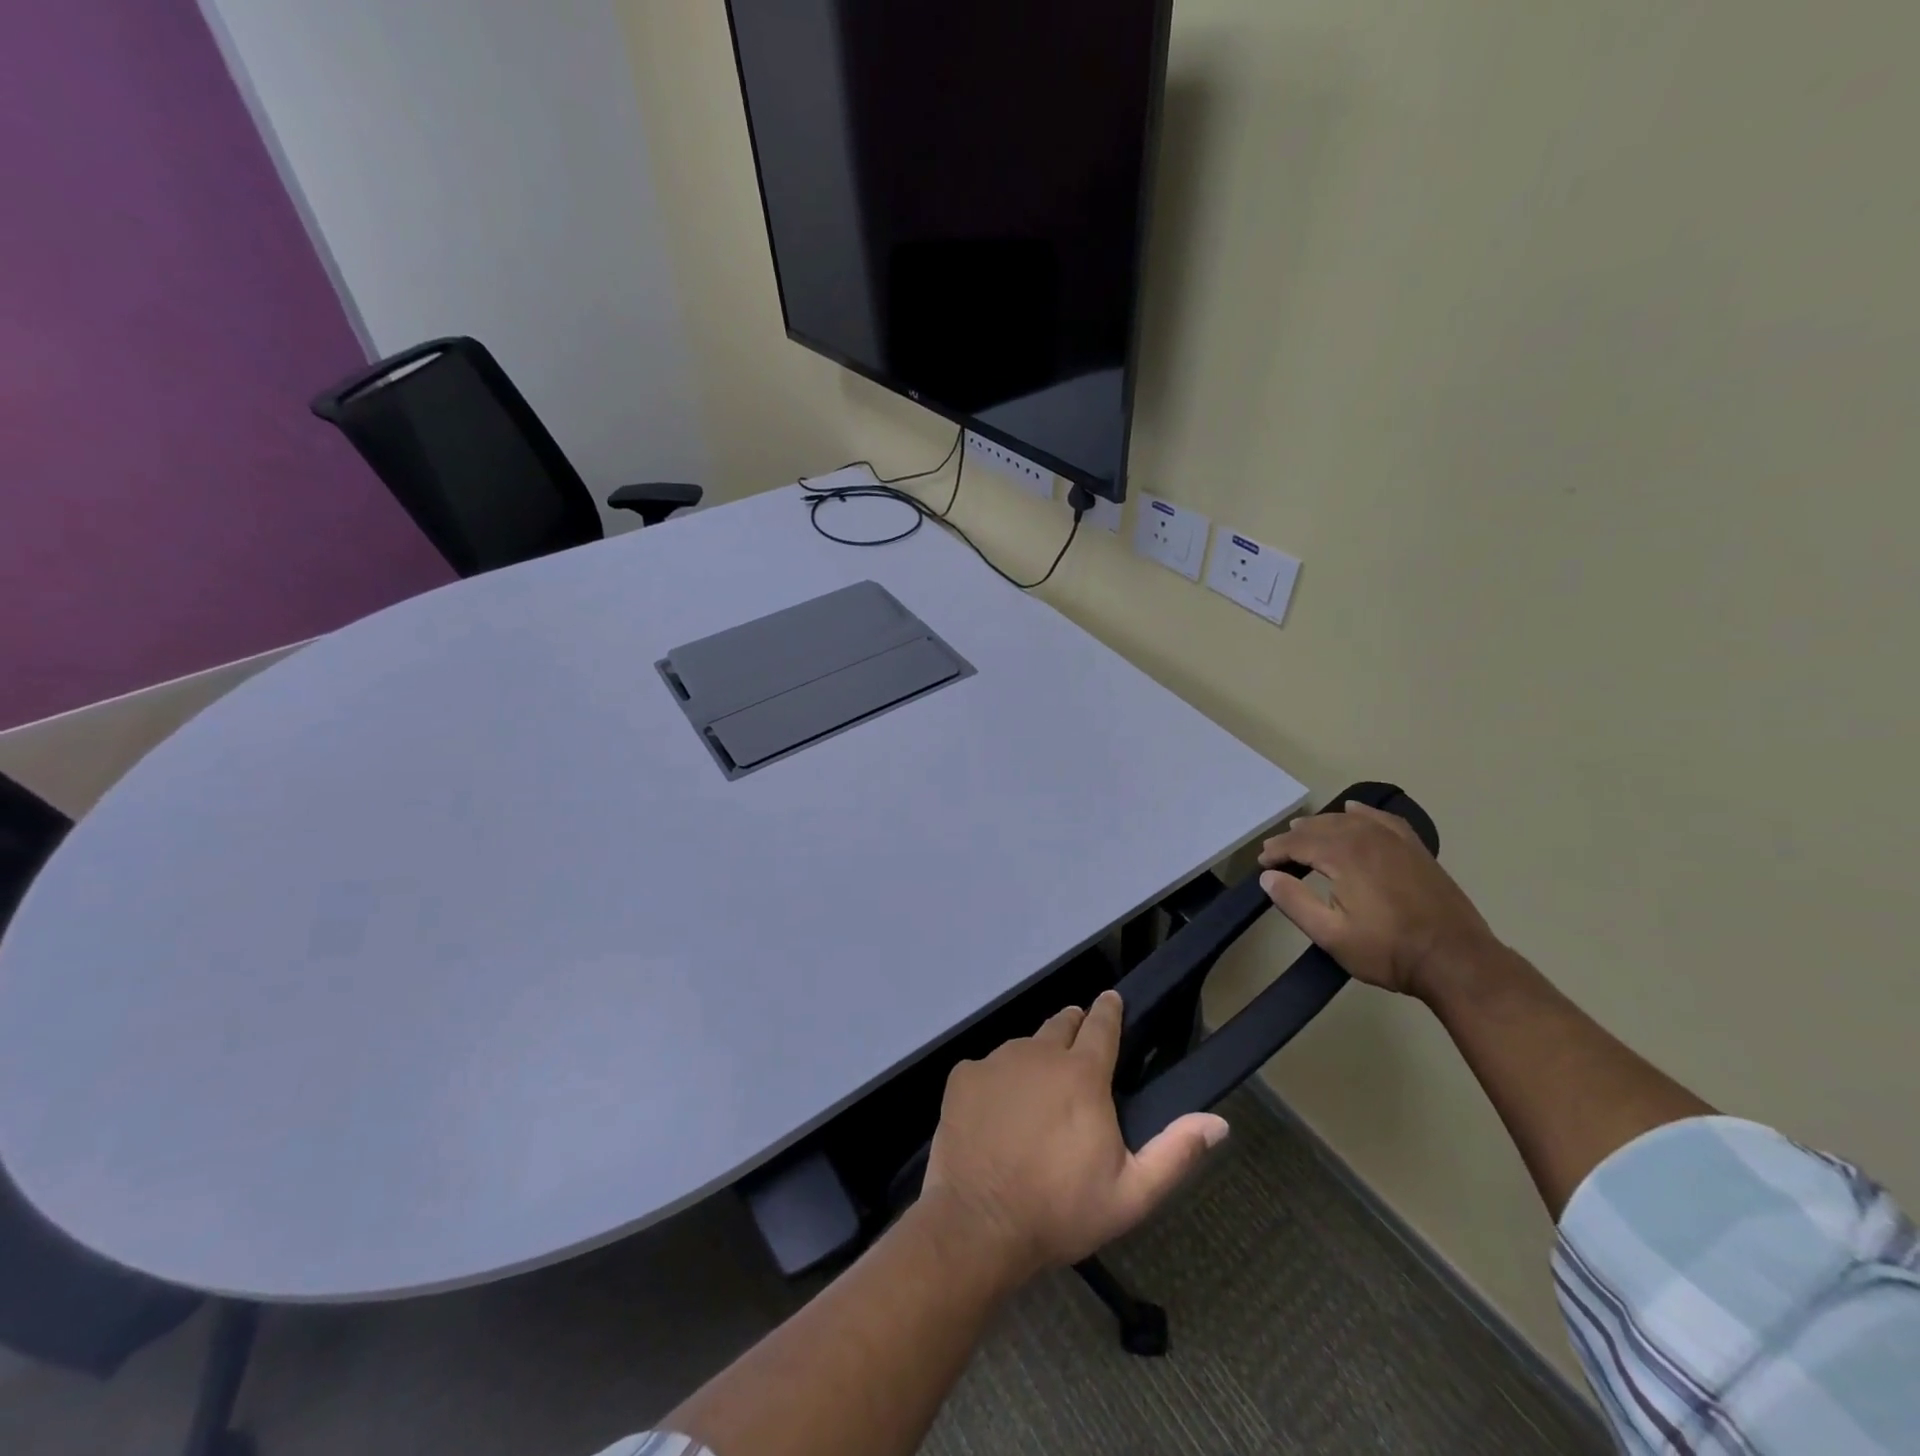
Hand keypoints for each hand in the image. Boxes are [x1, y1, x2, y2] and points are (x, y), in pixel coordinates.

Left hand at [923, 991, 1228, 1280]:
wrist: (978, 1225)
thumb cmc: (1060, 1211)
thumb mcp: (1131, 1194)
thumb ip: (1175, 1153)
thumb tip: (1218, 1122)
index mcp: (1082, 1074)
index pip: (1102, 1025)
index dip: (1109, 1009)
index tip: (1112, 998)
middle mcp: (1039, 1053)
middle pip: (1061, 1025)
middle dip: (1074, 1027)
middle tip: (1079, 1045)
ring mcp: (996, 1061)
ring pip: (1024, 1046)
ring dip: (1036, 1058)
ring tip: (1038, 1089)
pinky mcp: (963, 1076)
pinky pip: (987, 1067)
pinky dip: (997, 1082)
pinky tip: (997, 1113)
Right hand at [1258, 801, 1499, 1000]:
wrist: (1456, 960)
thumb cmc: (1389, 951)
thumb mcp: (1331, 935)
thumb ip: (1294, 902)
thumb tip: (1268, 877)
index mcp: (1344, 855)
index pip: (1298, 843)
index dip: (1276, 851)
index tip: (1261, 863)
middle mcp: (1367, 837)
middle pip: (1321, 826)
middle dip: (1294, 837)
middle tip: (1276, 851)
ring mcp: (1395, 840)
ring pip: (1349, 819)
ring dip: (1322, 824)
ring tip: (1304, 832)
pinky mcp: (1415, 848)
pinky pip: (1382, 820)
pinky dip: (1362, 814)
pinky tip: (1354, 811)